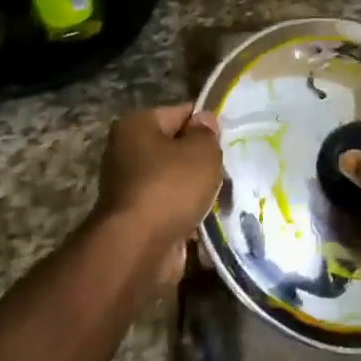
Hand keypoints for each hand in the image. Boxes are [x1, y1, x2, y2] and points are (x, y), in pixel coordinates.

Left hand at [93, 103, 222, 282]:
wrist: (140, 247)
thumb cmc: (170, 187)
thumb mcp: (201, 152)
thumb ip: (207, 133)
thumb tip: (205, 121)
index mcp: (136, 125)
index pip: (181, 113)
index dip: (208, 124)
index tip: (233, 138)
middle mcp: (127, 152)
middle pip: (176, 149)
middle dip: (203, 161)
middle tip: (231, 169)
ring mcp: (131, 188)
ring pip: (176, 182)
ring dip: (199, 191)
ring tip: (227, 196)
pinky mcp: (138, 218)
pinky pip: (172, 209)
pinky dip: (190, 214)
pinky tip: (213, 219)